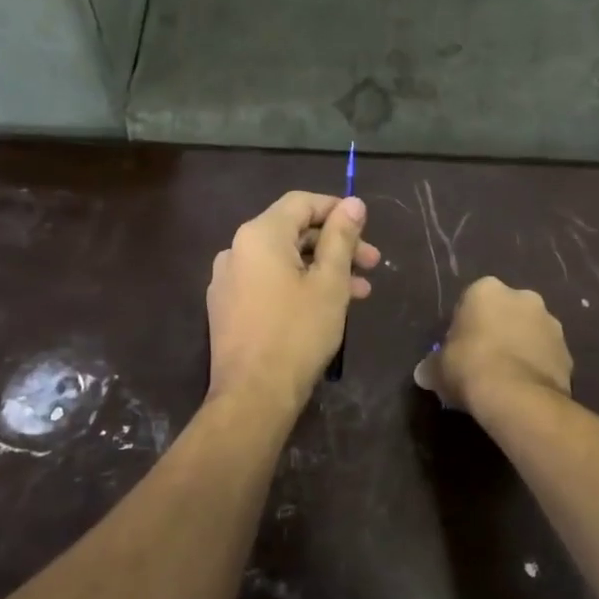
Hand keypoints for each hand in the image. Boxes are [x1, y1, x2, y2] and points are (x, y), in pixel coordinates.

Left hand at [206, 191, 381, 412]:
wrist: (253, 395)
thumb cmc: (298, 333)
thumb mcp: (329, 282)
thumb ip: (341, 237)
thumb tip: (353, 203)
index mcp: (259, 235)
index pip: (301, 203)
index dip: (336, 209)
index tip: (367, 228)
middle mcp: (236, 249)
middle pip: (292, 232)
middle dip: (335, 244)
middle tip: (372, 264)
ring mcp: (227, 280)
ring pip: (282, 260)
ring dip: (322, 268)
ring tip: (359, 292)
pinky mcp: (226, 307)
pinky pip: (267, 282)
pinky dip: (297, 285)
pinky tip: (325, 306)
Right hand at [415, 277, 572, 411]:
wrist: (516, 397)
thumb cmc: (469, 368)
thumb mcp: (437, 368)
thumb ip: (432, 365)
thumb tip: (425, 373)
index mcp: (486, 290)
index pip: (471, 302)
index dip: (464, 326)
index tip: (459, 349)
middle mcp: (523, 297)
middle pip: (505, 312)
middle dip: (497, 331)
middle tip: (482, 362)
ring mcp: (551, 323)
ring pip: (530, 333)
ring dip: (520, 348)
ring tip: (506, 379)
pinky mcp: (568, 352)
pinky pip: (546, 357)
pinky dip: (537, 368)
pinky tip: (524, 389)